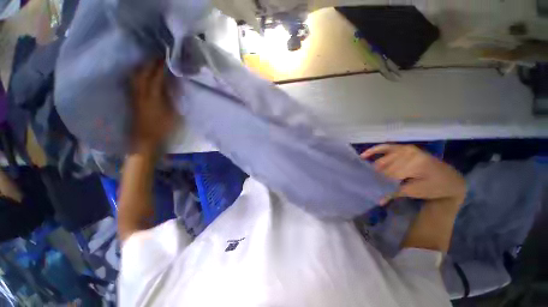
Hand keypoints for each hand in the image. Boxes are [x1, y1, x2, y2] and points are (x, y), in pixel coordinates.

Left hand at [130, 59, 175, 149]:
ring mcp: (135, 97)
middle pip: (143, 74)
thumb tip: (171, 88)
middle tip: (157, 58)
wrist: (145, 140)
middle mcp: (141, 94)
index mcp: (153, 98)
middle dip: (150, 64)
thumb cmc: (163, 129)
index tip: (166, 60)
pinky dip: (137, 76)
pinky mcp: (133, 101)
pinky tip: (141, 74)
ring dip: (142, 68)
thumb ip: (171, 100)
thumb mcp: (173, 115)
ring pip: (135, 77)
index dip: (161, 68)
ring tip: (149, 63)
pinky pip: (133, 83)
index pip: (156, 78)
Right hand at [361, 144, 465, 204]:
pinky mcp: (403, 147)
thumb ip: (395, 192)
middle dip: (377, 177)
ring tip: (368, 176)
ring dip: (375, 168)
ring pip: (382, 159)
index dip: (381, 183)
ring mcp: (405, 148)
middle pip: (385, 166)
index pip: (390, 174)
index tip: (373, 190)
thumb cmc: (435, 188)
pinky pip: (385, 147)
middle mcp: (409, 152)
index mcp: (415, 163)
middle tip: (370, 185)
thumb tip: (377, 199)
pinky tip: (364, 155)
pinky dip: (374, 151)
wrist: (450, 180)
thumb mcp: (416, 192)